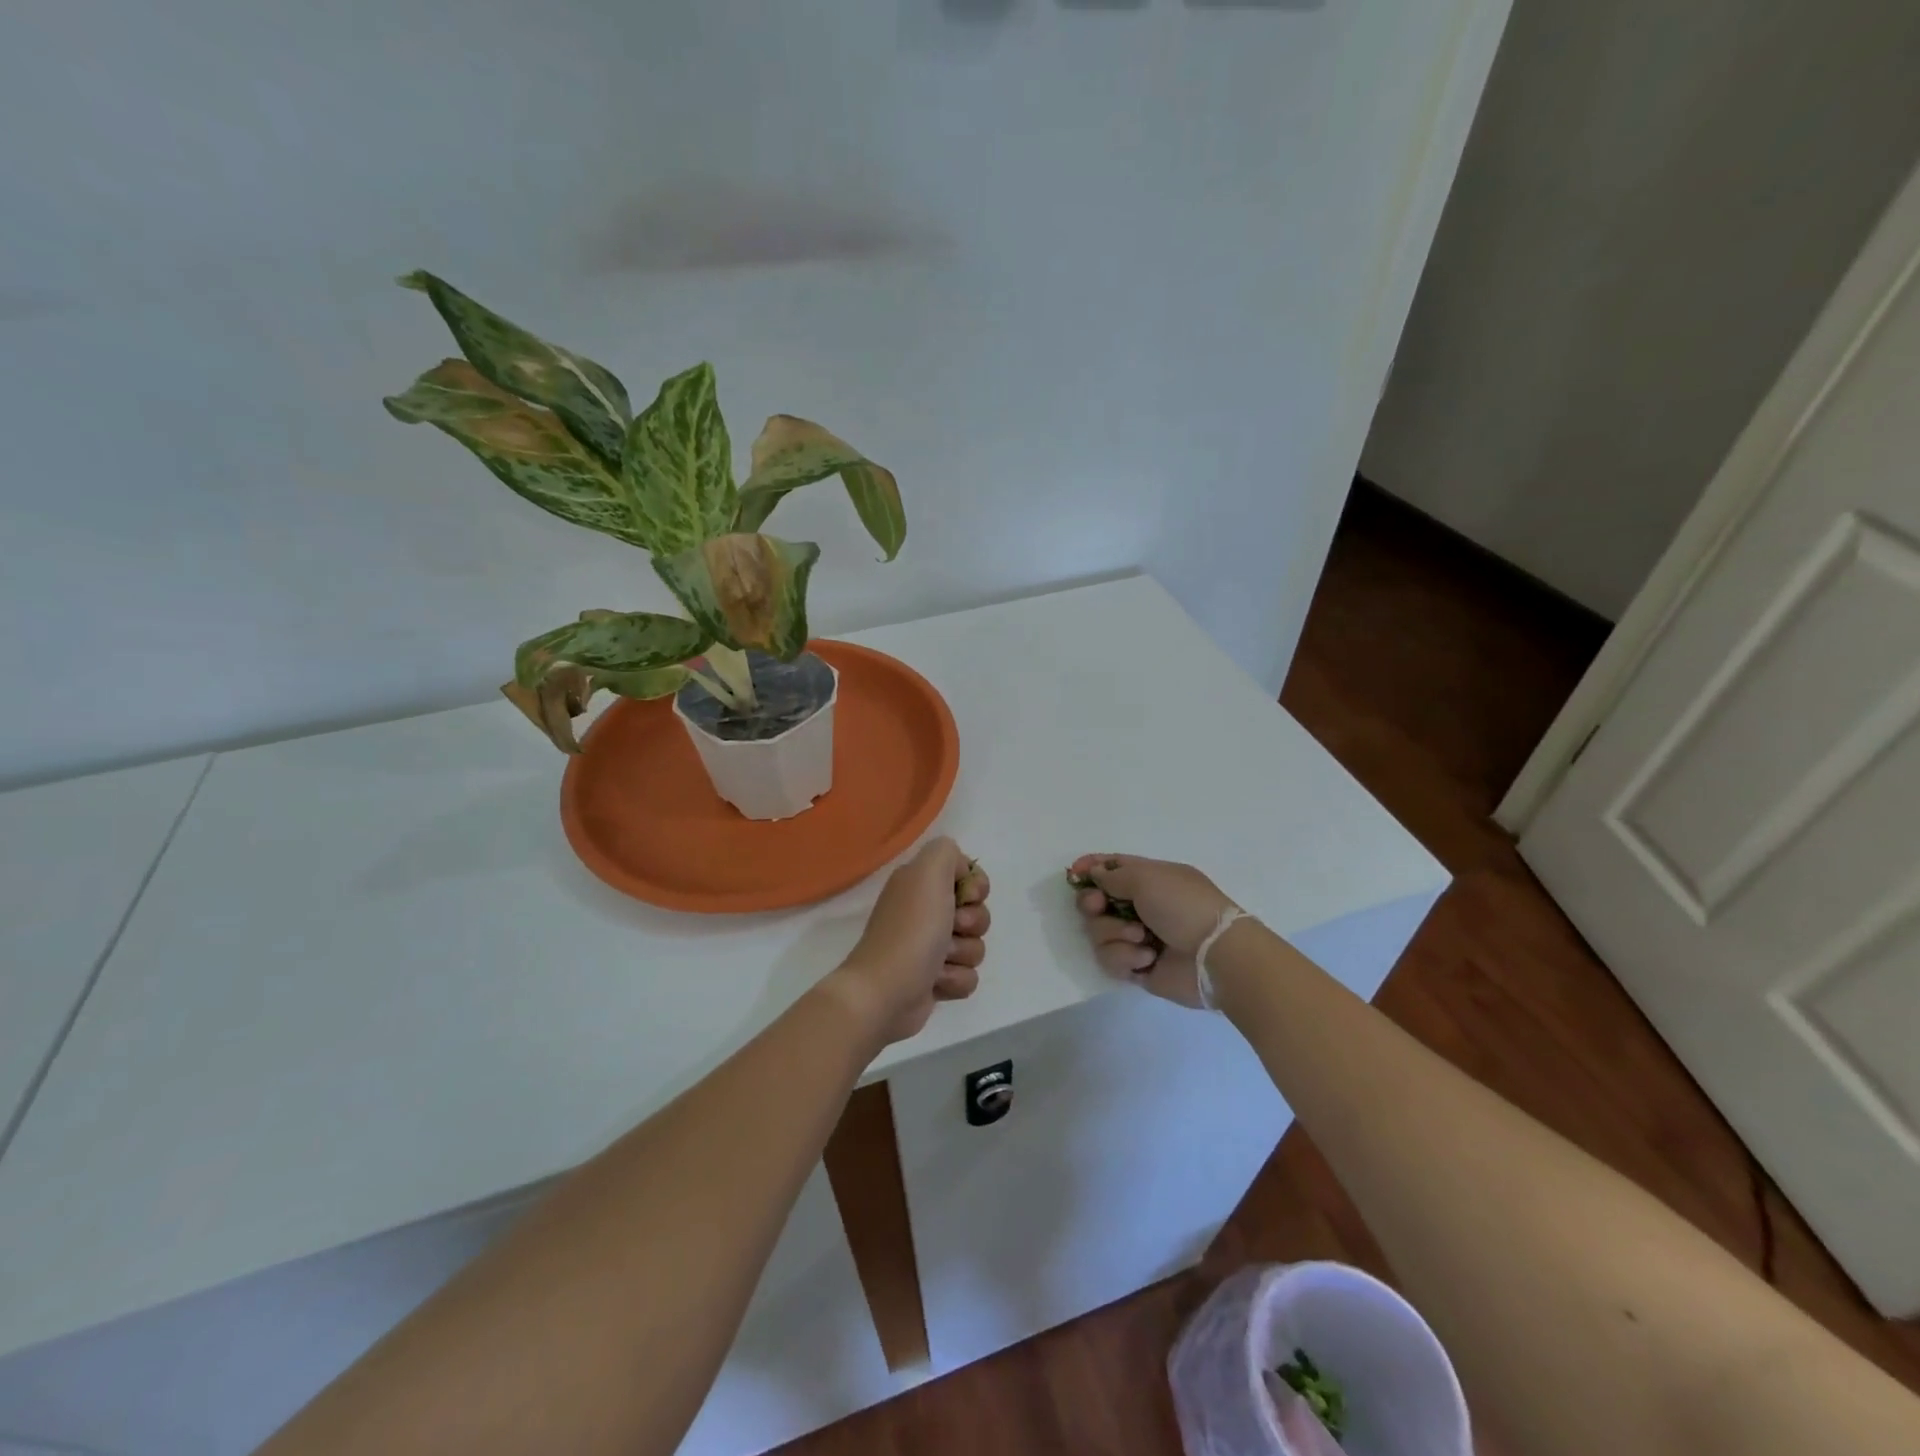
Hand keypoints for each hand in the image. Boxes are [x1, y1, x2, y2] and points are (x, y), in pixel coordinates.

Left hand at [826, 837, 990, 1046]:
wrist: (884, 992)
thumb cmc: (910, 930)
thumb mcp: (928, 872)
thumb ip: (947, 852)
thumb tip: (962, 871)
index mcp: (920, 883)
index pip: (968, 876)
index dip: (976, 887)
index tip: (967, 896)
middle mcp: (925, 911)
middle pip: (977, 912)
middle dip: (972, 923)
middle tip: (950, 928)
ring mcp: (929, 947)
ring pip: (975, 945)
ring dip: (962, 954)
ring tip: (938, 962)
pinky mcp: (935, 979)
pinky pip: (968, 975)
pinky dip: (955, 979)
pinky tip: (935, 982)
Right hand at [1069, 853, 1234, 1009]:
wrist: (1214, 956)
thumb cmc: (1183, 906)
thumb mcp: (1147, 877)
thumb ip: (1113, 875)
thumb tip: (1094, 874)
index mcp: (1148, 879)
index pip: (1111, 868)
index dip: (1090, 868)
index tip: (1074, 873)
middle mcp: (1140, 906)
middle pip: (1095, 902)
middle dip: (1093, 905)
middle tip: (1099, 907)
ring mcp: (1137, 937)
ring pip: (1099, 933)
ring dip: (1115, 934)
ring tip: (1141, 939)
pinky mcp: (1137, 966)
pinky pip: (1111, 960)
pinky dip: (1126, 957)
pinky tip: (1147, 958)